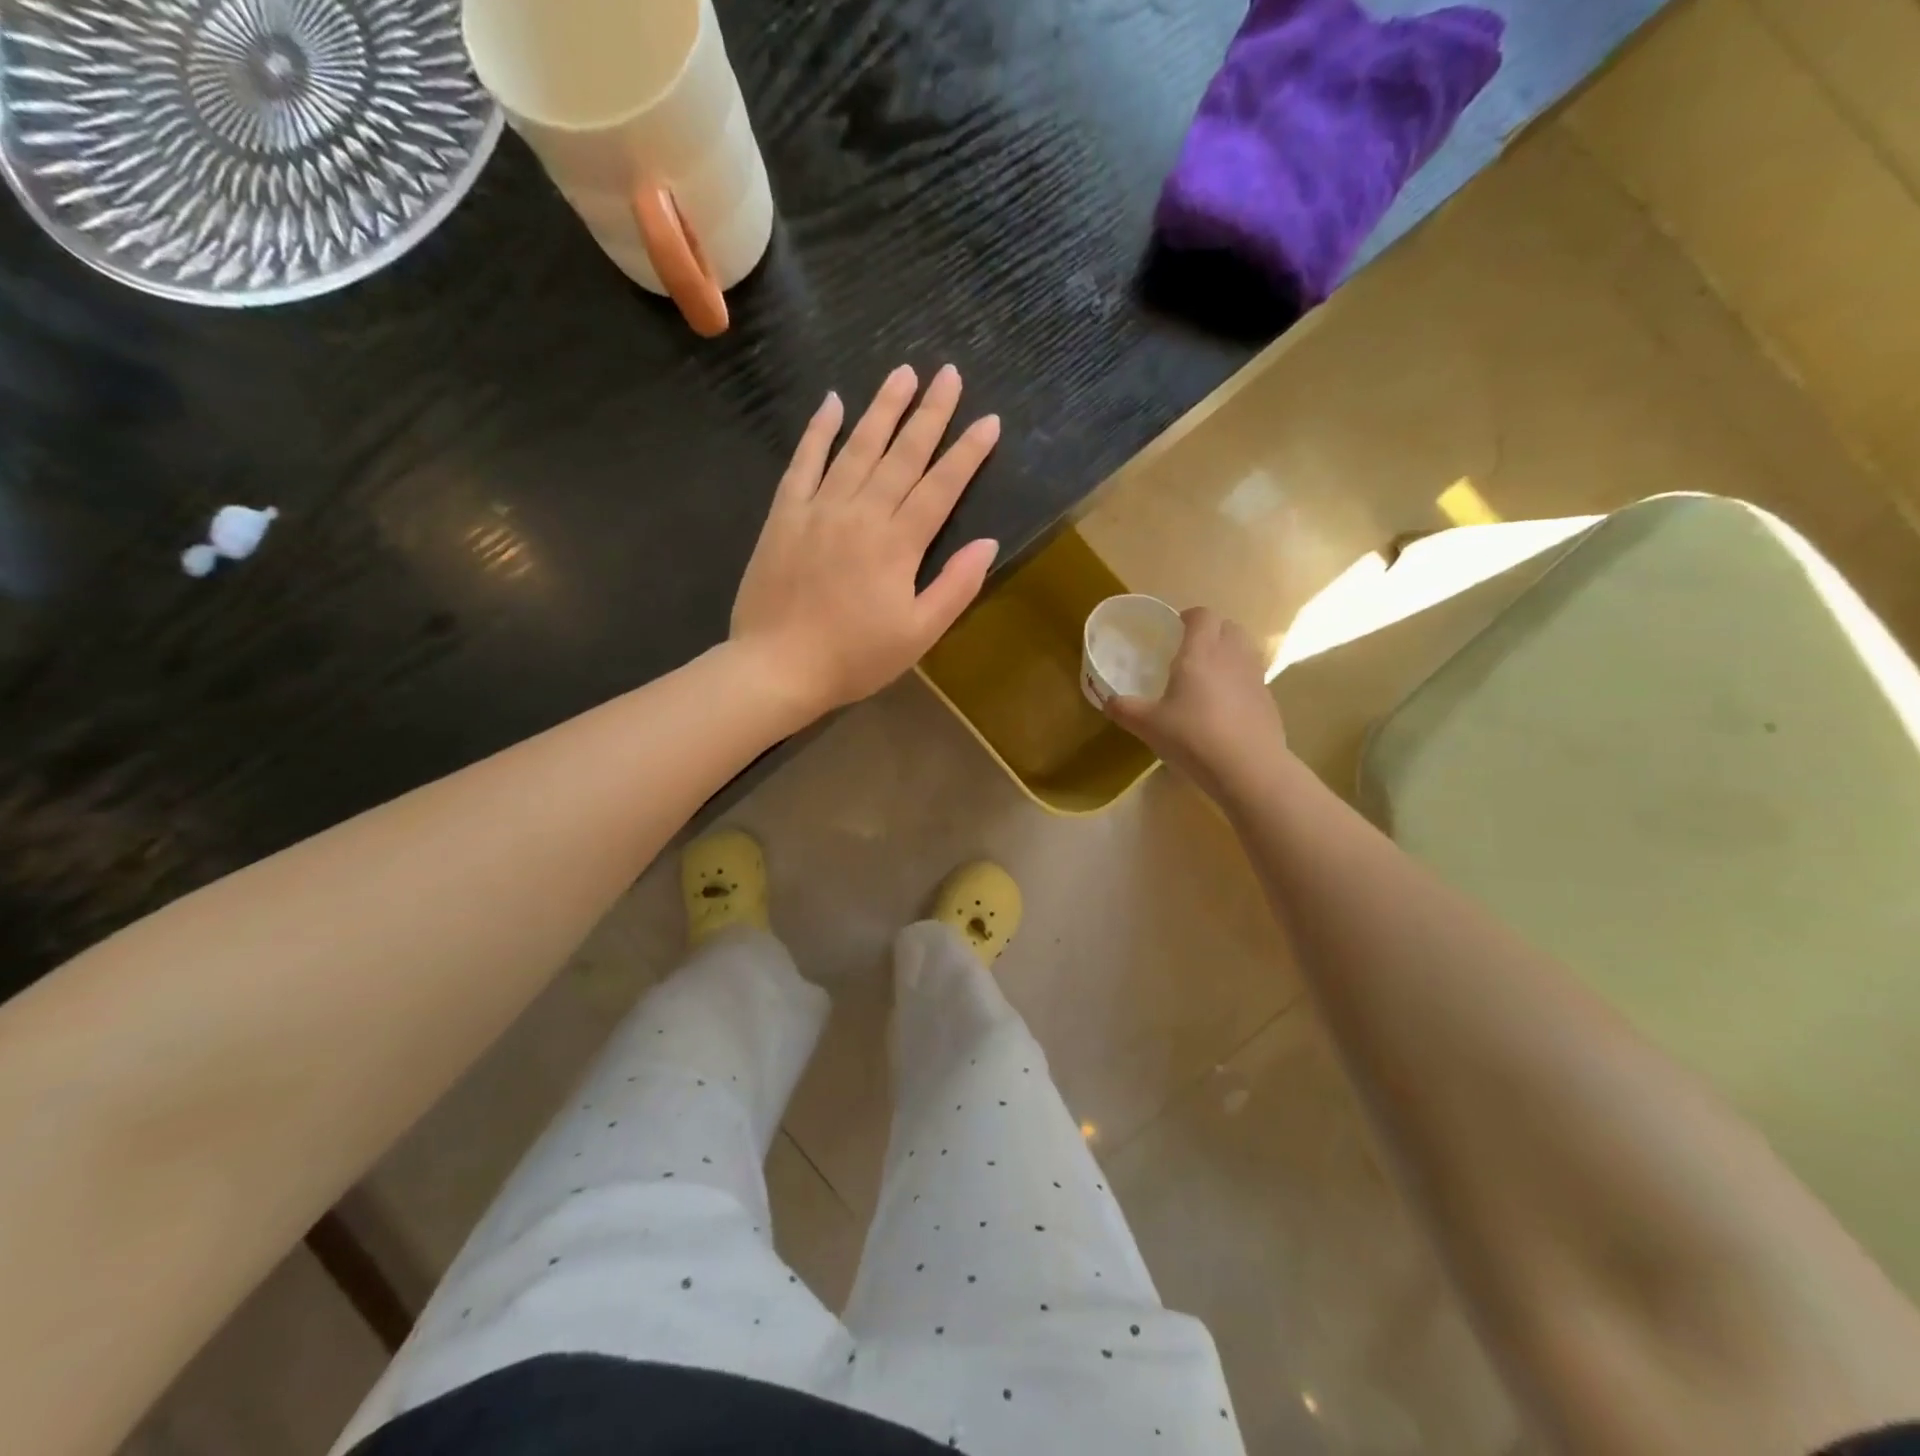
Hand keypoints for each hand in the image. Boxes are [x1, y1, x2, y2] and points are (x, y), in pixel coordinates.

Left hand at [731, 365, 1000, 717]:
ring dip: (882, 409)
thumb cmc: (855, 658)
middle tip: (948, 374)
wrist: (778, 667)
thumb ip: (955, 587)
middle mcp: (862, 513)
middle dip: (930, 413)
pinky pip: (803, 462)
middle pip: (902, 455)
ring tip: (902, 373)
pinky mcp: (784, 515)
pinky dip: (818, 431)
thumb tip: (988, 543)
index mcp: (898, 544)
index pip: (941, 487)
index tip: (989, 421)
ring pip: (856, 448)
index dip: (968, 453)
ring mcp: (819, 509)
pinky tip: (831, 403)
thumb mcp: (918, 634)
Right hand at [1104, 607, 1287, 803]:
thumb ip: (1125, 709)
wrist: (1247, 768)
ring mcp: (1255, 677)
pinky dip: (1239, 683)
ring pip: (1245, 651)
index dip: (1189, 617)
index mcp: (1201, 652)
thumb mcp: (1148, 725)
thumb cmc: (1193, 736)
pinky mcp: (1268, 700)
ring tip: (1208, 679)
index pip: (1202, 615)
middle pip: (1229, 627)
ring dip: (1228, 655)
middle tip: (1191, 653)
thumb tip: (1108, 702)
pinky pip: (1252, 678)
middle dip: (1211, 632)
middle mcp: (1231, 656)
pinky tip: (1224, 709)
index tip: (1175, 630)